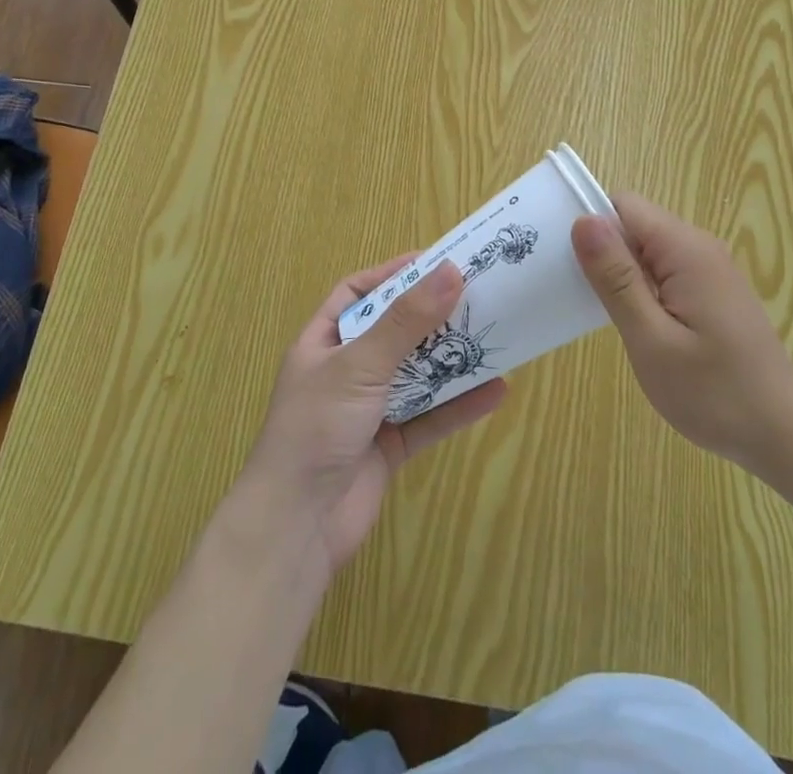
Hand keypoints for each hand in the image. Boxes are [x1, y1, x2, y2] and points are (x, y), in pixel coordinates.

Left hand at [239, 255, 506, 574]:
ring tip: (493, 334)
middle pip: (394, 331)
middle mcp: (345, 371)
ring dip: (451, 357)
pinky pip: (430, 417)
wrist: (296, 529)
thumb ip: (406, 321)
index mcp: (323, 342)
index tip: (436, 262)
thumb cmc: (317, 428)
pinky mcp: (390, 445)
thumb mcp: (360, 364)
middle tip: (476, 293)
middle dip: (432, 315)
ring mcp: (368, 409)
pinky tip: (496, 391)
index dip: (393, 275)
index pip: (358, 292)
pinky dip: (460, 405)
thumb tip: (450, 271)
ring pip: (417, 374)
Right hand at [571, 193, 792, 480]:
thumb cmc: (714, 393)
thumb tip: (584, 220)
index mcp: (685, 249)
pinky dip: (642, 288)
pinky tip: (634, 325)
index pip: (623, 205)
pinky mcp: (713, 291)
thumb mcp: (651, 339)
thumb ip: (616, 278)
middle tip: (578, 295)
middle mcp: (700, 247)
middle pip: (635, 224)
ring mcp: (710, 269)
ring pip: (647, 249)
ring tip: (600, 313)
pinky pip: (665, 270)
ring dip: (621, 273)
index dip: (591, 225)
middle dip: (603, 251)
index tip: (563, 260)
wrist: (784, 436)